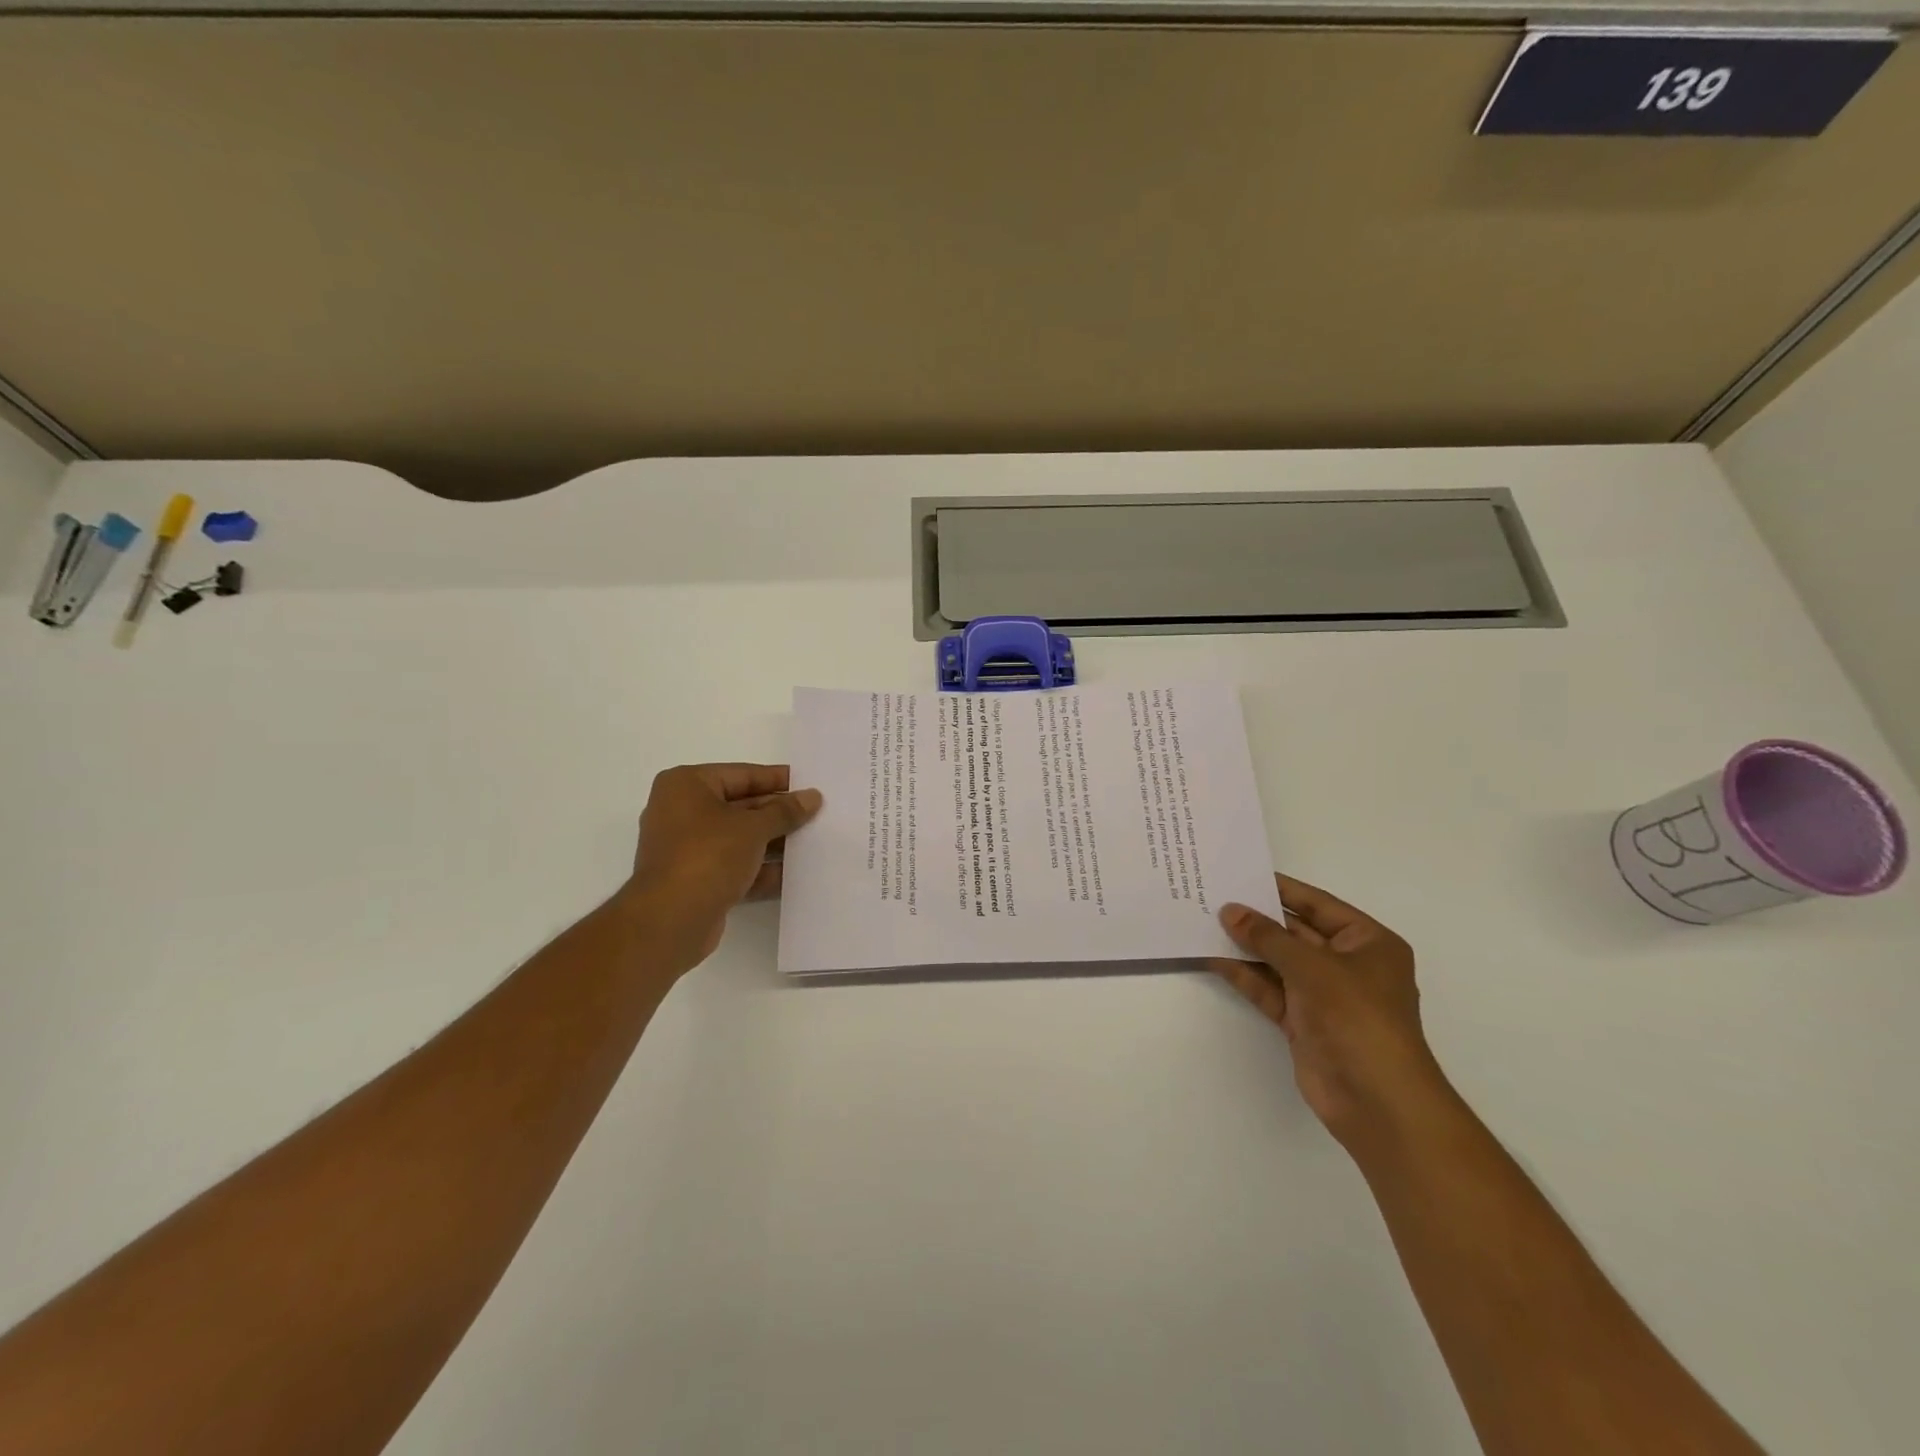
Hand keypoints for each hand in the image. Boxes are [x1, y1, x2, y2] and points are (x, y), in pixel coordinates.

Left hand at [623, 763, 822, 966]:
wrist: (670, 921)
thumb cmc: (708, 856)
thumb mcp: (753, 827)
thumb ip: (785, 811)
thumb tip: (811, 797)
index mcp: (686, 785)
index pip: (741, 774)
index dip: (776, 779)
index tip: (808, 784)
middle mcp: (680, 811)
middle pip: (740, 806)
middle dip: (777, 813)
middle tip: (815, 814)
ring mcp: (685, 848)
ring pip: (738, 838)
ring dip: (771, 842)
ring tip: (812, 843)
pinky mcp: (694, 879)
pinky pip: (733, 866)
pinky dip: (759, 869)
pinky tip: (793, 874)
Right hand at [1211, 875, 1447, 1148]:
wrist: (1377, 1100)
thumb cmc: (1357, 1017)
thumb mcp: (1312, 966)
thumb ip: (1267, 937)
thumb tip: (1230, 911)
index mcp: (1368, 943)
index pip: (1318, 905)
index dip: (1282, 889)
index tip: (1243, 873)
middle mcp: (1348, 965)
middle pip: (1296, 932)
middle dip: (1258, 918)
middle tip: (1215, 896)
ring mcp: (1324, 995)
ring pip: (1279, 961)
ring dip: (1247, 946)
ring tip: (1205, 922)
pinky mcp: (1303, 1021)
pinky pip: (1270, 989)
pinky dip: (1245, 975)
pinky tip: (1214, 958)